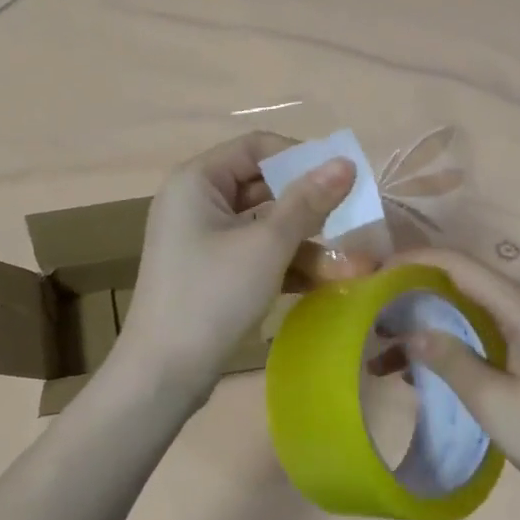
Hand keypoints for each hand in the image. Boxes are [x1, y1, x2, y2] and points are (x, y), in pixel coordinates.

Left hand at [117, 133, 372, 398]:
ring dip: (305, 242)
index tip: (343, 179)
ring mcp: (202, 239)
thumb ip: (307, 202)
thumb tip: (344, 163)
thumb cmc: (212, 297)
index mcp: (197, 181)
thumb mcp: (266, 245)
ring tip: (353, 265)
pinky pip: (255, 254)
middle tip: (354, 220)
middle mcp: (196, 202)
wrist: (164, 372)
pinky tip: (325, 282)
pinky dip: (286, 264)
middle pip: (263, 187)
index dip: (301, 158)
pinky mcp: (211, 272)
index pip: (256, 147)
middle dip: (310, 208)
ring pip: (264, 226)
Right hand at [381, 249, 519, 519]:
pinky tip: (417, 374)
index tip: (370, 276)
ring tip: (380, 353)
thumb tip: (409, 330)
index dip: (412, 262)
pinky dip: (447, 349)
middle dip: (411, 296)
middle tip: (367, 318)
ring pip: (466, 315)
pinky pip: (479, 339)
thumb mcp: (495, 402)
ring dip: (426, 328)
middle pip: (460, 285)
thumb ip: (450, 360)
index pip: (458, 265)